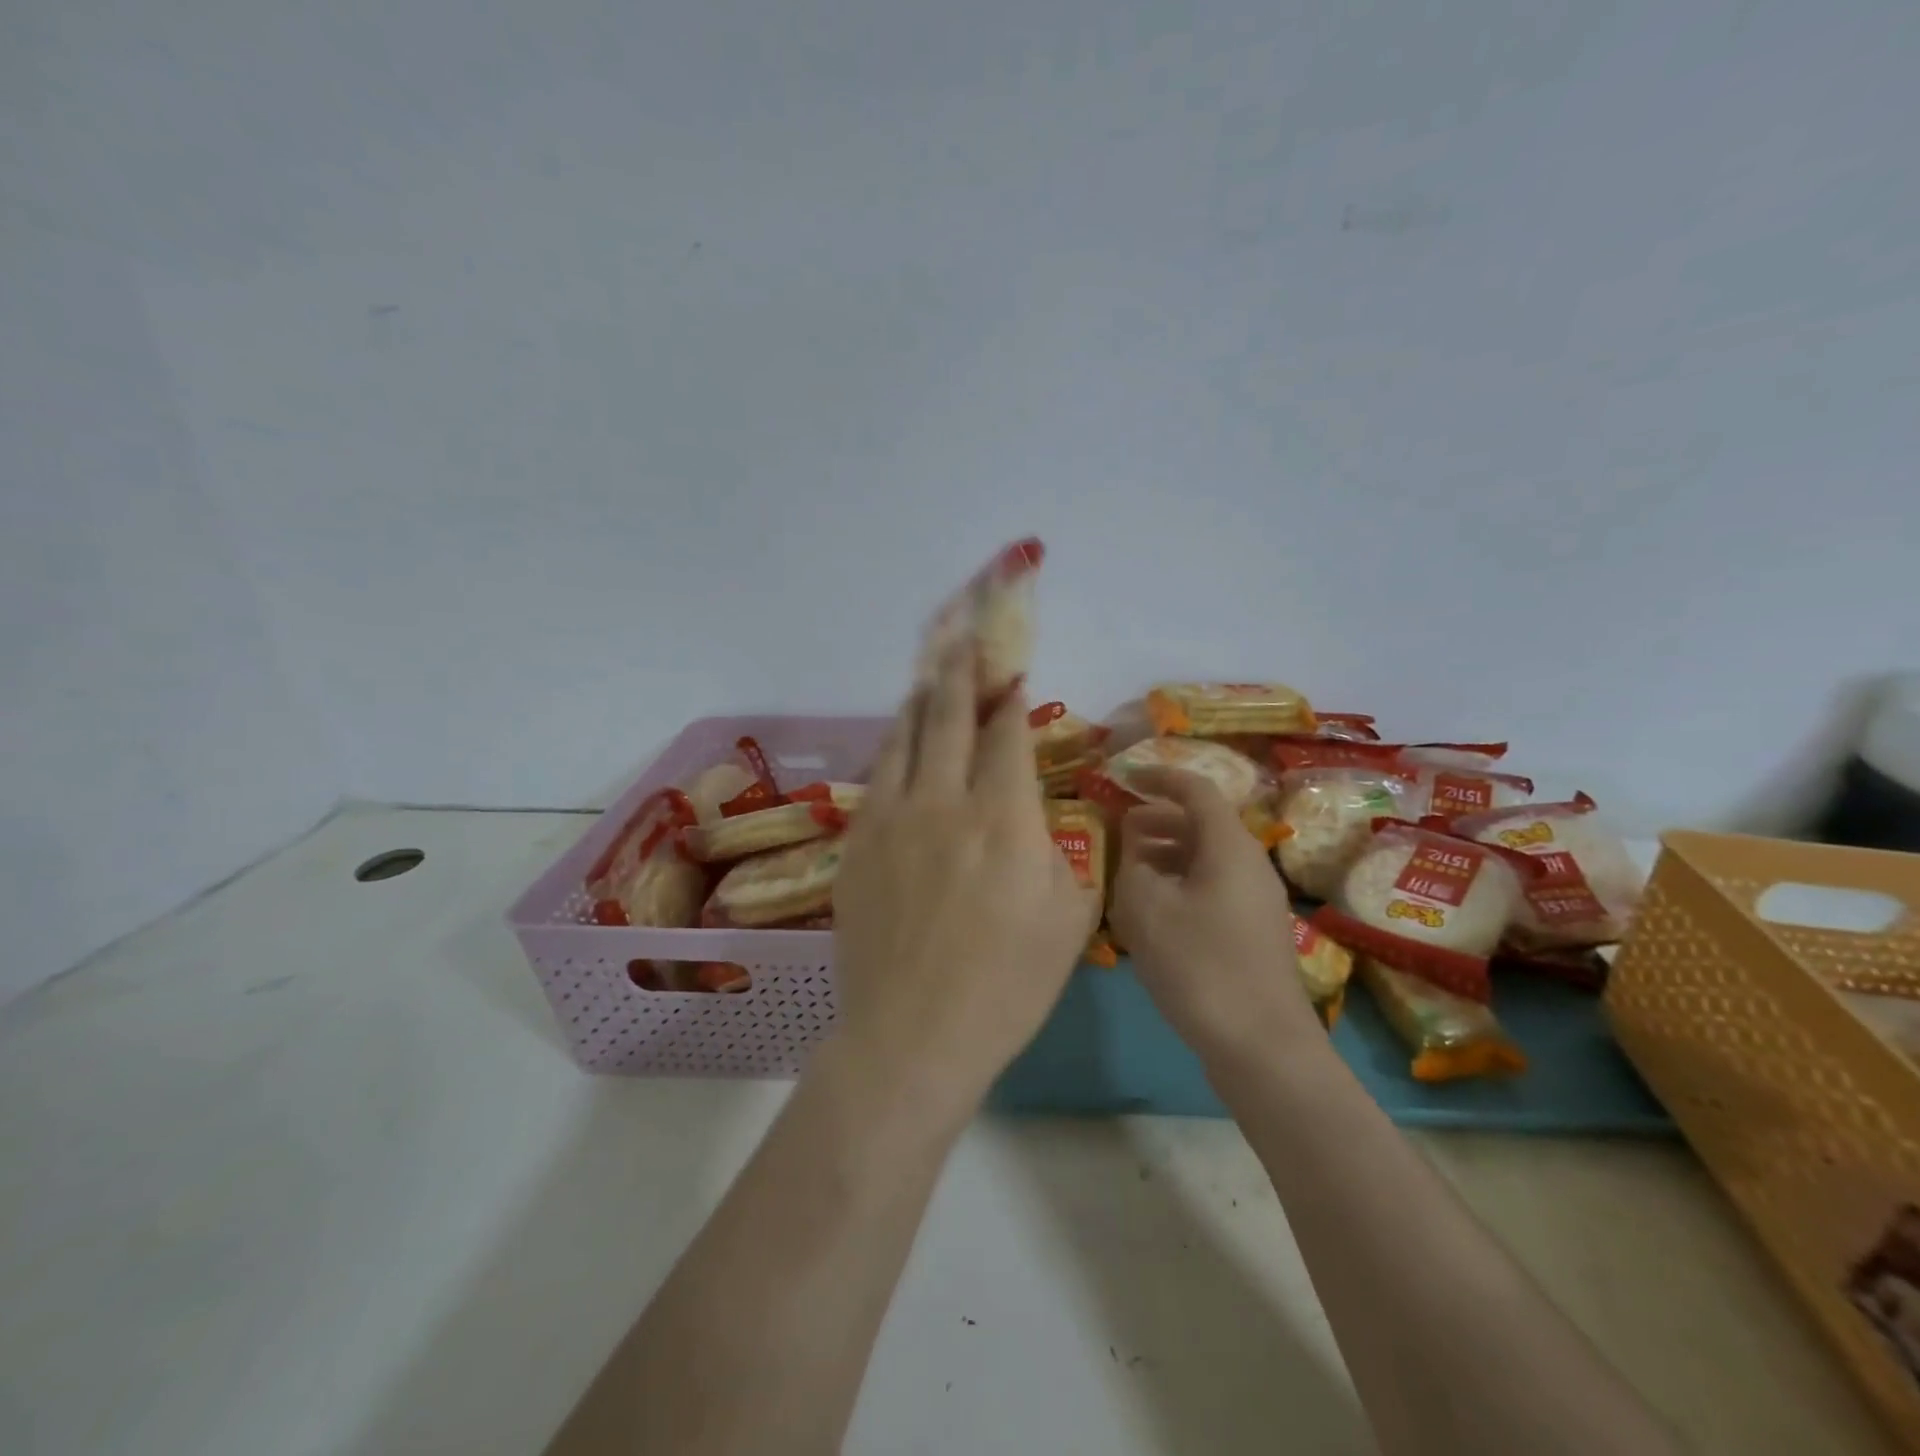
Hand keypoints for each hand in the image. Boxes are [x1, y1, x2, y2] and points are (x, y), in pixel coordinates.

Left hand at [828, 647, 1098, 1117]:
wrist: (912, 1035)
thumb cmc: (1006, 986)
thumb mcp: (1069, 919)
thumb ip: (1061, 850)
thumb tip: (1039, 813)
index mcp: (1004, 818)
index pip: (1005, 735)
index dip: (1009, 698)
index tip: (1011, 673)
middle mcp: (943, 802)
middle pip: (948, 717)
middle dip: (960, 673)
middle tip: (964, 641)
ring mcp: (891, 819)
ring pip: (903, 737)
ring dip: (921, 700)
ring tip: (930, 675)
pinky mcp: (857, 843)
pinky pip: (876, 775)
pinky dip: (892, 746)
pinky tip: (898, 740)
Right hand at [1109, 768, 1321, 1068]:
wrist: (1261, 1047)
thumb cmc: (1199, 965)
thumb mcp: (1146, 908)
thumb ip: (1132, 865)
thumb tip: (1137, 851)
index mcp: (1230, 846)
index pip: (1195, 790)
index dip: (1158, 778)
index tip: (1123, 779)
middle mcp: (1250, 864)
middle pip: (1203, 824)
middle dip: (1158, 820)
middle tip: (1119, 829)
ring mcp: (1257, 901)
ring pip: (1207, 858)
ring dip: (1167, 854)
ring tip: (1130, 871)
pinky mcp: (1253, 933)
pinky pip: (1213, 888)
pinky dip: (1181, 883)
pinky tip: (1154, 911)